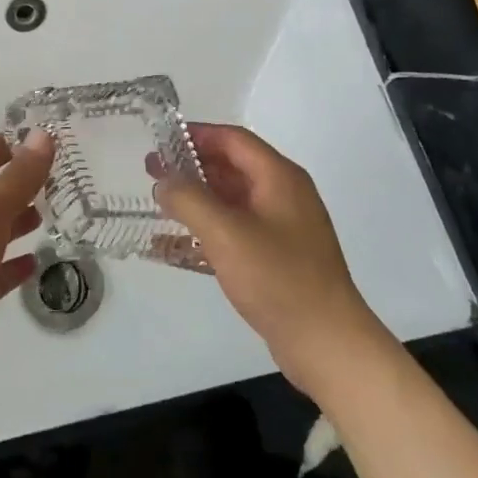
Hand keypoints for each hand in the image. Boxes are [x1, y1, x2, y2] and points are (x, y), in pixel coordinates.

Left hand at [0, 130, 52, 394]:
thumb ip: (18, 178)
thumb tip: (44, 134)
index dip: (4, 145)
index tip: (38, 139)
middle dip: (20, 184)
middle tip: (61, 179)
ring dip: (22, 222)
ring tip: (57, 214)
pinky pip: (0, 275)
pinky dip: (18, 266)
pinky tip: (40, 263)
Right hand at [153, 123, 382, 393]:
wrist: (326, 342)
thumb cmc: (278, 278)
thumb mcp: (227, 233)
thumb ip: (189, 200)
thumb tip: (164, 180)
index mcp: (279, 178)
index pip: (234, 140)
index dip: (197, 135)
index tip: (161, 140)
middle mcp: (283, 195)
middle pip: (232, 168)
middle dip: (191, 167)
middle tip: (152, 172)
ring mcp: (281, 228)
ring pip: (231, 202)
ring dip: (196, 200)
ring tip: (159, 203)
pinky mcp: (276, 258)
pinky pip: (234, 233)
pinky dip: (205, 232)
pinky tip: (173, 246)